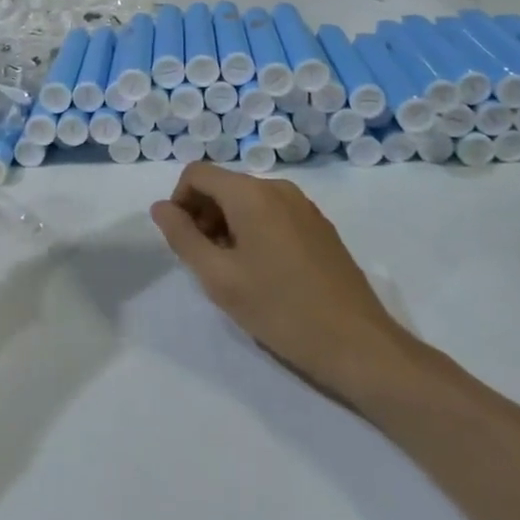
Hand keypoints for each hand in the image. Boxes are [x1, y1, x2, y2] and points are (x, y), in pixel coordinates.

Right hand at [150, 163, 412, 402]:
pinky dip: (254, 232)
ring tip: (232, 272)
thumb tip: (161, 207)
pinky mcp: (320, 227)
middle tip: (203, 262)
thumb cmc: (280, 310)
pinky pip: (273, 214)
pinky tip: (263, 275)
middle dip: (203, 215)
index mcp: (252, 194)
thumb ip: (182, 237)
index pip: (197, 174)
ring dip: (227, 226)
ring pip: (248, 201)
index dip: (179, 202)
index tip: (181, 242)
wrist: (359, 345)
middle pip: (223, 185)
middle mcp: (278, 189)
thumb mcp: (219, 278)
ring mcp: (304, 207)